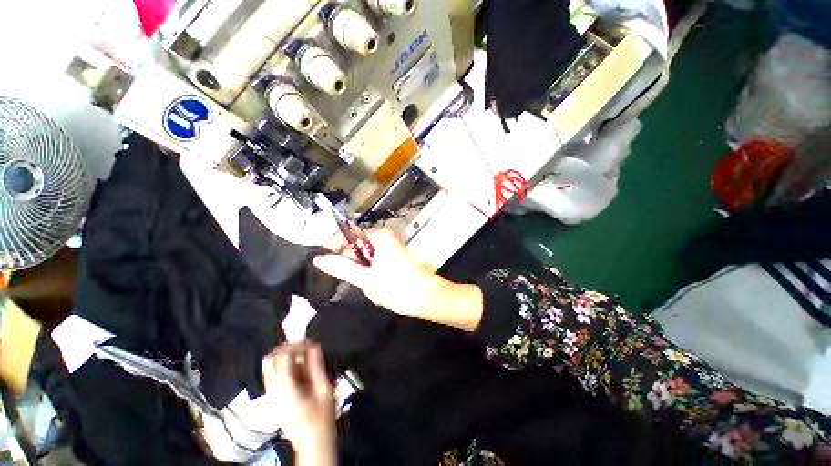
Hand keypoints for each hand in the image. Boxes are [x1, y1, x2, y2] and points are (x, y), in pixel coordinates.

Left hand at [263, 342, 335, 465]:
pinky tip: (300, 369)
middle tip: (304, 346)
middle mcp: (273, 391)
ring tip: (303, 356)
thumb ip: (317, 366)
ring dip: (285, 357)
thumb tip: (314, 346)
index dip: (296, 345)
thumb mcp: (324, 390)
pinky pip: (274, 375)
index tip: (311, 342)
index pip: (282, 357)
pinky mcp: (274, 399)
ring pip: (269, 367)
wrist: (313, 441)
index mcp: (285, 389)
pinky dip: (284, 366)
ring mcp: (271, 396)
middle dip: (286, 348)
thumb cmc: (321, 416)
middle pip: (269, 360)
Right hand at [313, 229, 483, 330]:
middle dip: (349, 261)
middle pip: (357, 246)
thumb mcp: (365, 278)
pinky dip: (369, 271)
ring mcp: (391, 247)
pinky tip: (372, 283)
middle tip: (347, 279)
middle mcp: (385, 237)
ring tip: (362, 283)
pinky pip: (374, 260)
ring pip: (365, 255)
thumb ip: (341, 267)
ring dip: (359, 269)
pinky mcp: (394, 257)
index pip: (348, 236)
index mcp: (378, 236)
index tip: (322, 262)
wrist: (426, 297)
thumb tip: (319, 259)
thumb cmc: (396, 286)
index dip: (333, 248)